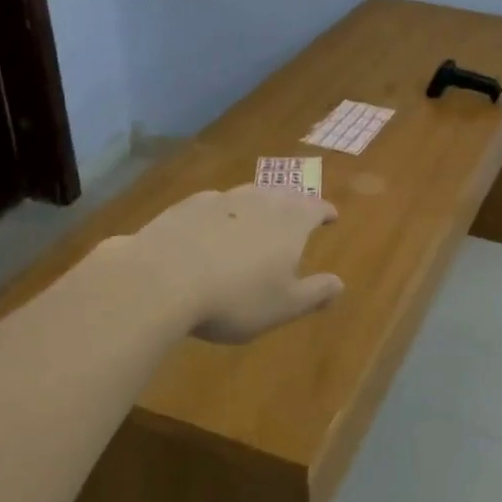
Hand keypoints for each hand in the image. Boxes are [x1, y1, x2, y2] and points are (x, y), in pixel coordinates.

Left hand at [115, 185, 344, 342]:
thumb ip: (314, 293)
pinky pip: (214, 204)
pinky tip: (211, 228)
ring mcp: (222, 198)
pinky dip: (221, 214)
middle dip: (293, 205)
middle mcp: (260, 200)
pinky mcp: (187, 205)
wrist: (162, 278)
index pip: (316, 207)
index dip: (325, 212)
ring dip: (258, 205)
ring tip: (256, 220)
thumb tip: (339, 284)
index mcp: (291, 221)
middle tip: (295, 216)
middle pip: (284, 195)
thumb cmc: (235, 297)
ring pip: (249, 195)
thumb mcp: (283, 306)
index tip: (331, 217)